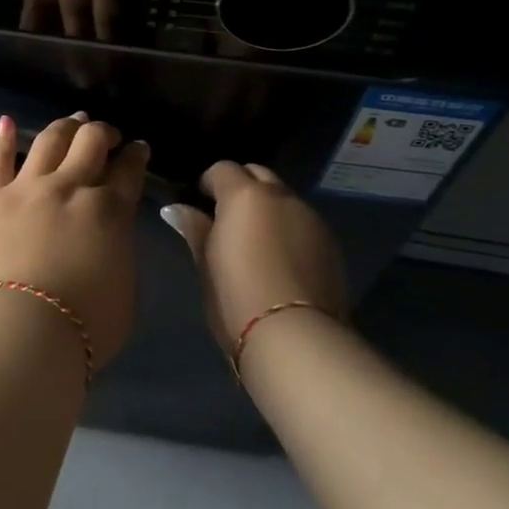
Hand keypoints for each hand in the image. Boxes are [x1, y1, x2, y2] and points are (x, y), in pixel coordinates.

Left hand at [0, 113, 149, 370]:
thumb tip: (110, 233)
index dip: (136, 154)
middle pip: (90, 142)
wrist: (20, 331)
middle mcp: (69, 186)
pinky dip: (3, 138)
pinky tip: (6, 122)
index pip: (128, 170)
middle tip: (106, 134)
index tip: (138, 148)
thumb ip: (119, 249)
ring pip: (49, 140)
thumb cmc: (84, 326)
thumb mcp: (125, 288)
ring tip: (72, 122)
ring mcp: (26, 187)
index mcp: (109, 209)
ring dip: (64, 127)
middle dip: (103, 133)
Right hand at [161, 162, 347, 357]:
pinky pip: (303, 223)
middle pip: (258, 174)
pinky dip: (289, 229)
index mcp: (245, 195)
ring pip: (284, 198)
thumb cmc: (237, 297)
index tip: (199, 204)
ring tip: (256, 241)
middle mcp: (281, 196)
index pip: (222, 169)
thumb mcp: (207, 263)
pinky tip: (281, 260)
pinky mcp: (332, 244)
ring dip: (268, 208)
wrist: (296, 339)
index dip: (209, 183)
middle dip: (242, 187)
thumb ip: (195, 229)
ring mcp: (311, 218)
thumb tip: (177, 210)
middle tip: (227, 218)